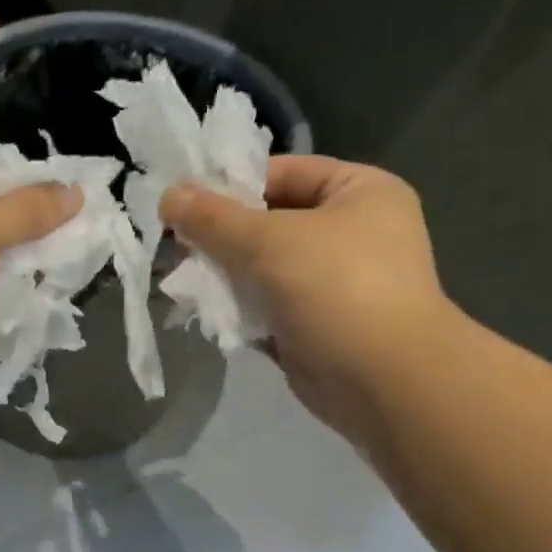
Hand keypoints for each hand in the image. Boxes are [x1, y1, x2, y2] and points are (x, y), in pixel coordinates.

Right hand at [161, 155, 454, 439]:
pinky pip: (266, 307)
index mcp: (358, 192)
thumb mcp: (267, 240)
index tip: (184, 205)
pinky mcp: (314, 325)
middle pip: (268, 223)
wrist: (383, 379)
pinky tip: (205, 312)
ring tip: (186, 282)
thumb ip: (213, 218)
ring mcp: (333, 283)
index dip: (233, 185)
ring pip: (262, 269)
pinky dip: (238, 310)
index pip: (284, 172)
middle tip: (178, 248)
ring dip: (224, 276)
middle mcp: (350, 232)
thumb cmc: (335, 287)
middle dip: (221, 238)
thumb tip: (168, 195)